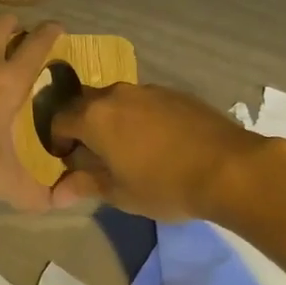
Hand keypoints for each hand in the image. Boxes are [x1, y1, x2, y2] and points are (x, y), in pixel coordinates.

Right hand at [49, 82, 268, 220]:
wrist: (229, 167)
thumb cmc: (164, 184)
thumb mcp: (120, 193)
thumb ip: (85, 185)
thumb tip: (56, 194)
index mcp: (94, 116)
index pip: (59, 120)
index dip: (57, 140)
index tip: (67, 160)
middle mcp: (116, 94)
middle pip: (86, 104)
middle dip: (83, 126)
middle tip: (94, 154)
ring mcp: (148, 90)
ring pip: (117, 101)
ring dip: (113, 120)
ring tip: (128, 148)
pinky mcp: (175, 93)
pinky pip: (145, 102)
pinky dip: (140, 117)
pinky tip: (158, 142)